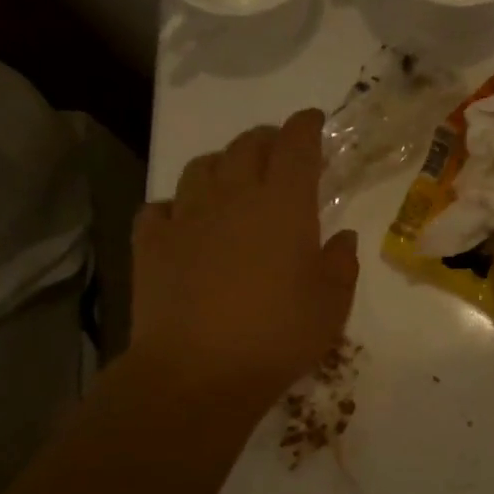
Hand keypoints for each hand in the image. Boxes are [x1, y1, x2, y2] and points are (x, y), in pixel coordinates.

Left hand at [131, 109, 357, 402]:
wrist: (197, 372)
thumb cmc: (277, 337)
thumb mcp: (332, 306)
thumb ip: (341, 264)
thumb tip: (341, 237)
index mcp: (283, 205)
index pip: (296, 144)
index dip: (306, 126)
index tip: (313, 121)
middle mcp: (234, 197)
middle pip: (247, 146)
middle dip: (266, 139)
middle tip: (278, 152)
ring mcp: (187, 216)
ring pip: (202, 167)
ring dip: (223, 164)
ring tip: (232, 180)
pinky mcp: (152, 242)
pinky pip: (162, 206)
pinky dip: (177, 205)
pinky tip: (185, 221)